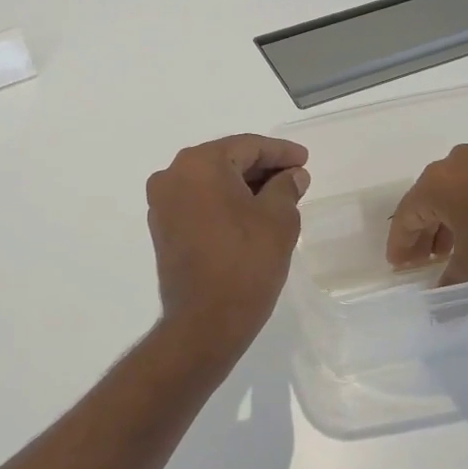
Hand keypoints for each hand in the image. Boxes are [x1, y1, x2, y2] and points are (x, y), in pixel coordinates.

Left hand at [147, 135, 309, 365]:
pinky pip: (198, 202)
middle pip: (226, 160)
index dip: (280, 152)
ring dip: (243, 186)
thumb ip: (286, 187)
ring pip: (211, 182)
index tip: (304, 159)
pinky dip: (224, 202)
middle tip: (295, 177)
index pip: (247, 146)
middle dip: (262, 167)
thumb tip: (292, 175)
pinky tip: (250, 213)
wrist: (205, 322)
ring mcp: (163, 203)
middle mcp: (173, 175)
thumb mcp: (279, 219)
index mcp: (199, 164)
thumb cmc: (246, 263)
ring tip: (278, 196)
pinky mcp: (163, 228)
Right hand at [386, 145, 467, 284]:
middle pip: (426, 202)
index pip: (406, 216)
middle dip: (423, 235)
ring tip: (450, 253)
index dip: (400, 245)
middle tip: (421, 263)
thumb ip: (451, 282)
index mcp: (436, 183)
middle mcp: (453, 164)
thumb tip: (438, 306)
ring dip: (446, 224)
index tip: (399, 267)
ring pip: (452, 195)